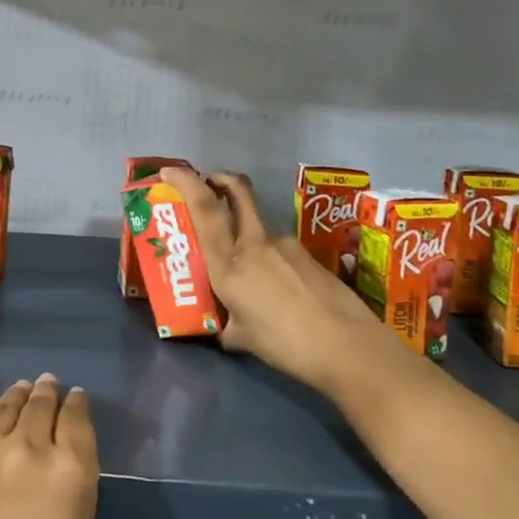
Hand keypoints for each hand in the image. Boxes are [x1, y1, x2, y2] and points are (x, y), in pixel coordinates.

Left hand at [0, 375, 129, 518]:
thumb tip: (105, 506)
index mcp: (72, 472)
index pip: (77, 418)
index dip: (78, 403)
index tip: (76, 397)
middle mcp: (28, 451)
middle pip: (40, 405)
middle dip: (48, 392)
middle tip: (48, 385)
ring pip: (3, 409)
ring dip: (16, 396)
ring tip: (20, 391)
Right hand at [161, 166, 384, 390]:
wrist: (349, 347)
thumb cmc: (286, 344)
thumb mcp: (242, 338)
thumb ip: (226, 323)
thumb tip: (222, 325)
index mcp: (229, 264)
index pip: (204, 209)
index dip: (185, 183)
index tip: (169, 172)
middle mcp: (255, 245)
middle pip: (238, 192)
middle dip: (221, 180)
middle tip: (210, 182)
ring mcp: (285, 246)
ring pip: (258, 229)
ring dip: (247, 239)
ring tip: (251, 279)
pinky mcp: (308, 256)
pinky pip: (279, 252)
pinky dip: (271, 263)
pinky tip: (281, 294)